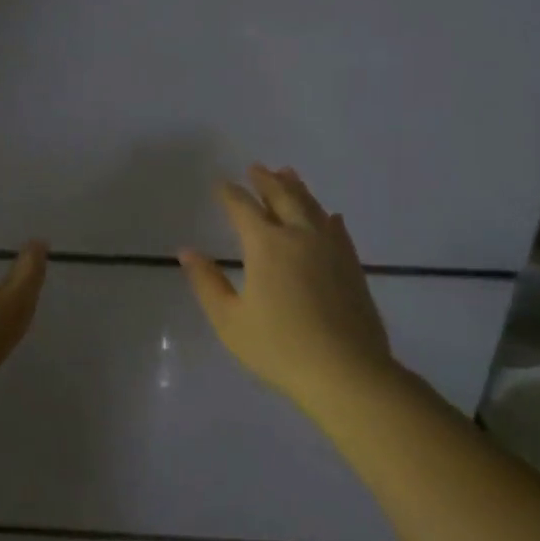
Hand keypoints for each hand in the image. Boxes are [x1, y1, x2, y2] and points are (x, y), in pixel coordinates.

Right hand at [179, 165, 395, 409]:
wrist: (347, 373)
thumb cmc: (279, 347)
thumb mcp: (229, 320)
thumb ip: (207, 282)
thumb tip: (186, 252)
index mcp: (266, 246)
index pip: (244, 209)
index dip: (230, 194)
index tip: (221, 183)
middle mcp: (300, 237)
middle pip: (282, 198)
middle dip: (266, 182)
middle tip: (256, 168)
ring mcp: (331, 249)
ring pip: (312, 208)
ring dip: (297, 189)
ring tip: (288, 174)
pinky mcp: (352, 266)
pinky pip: (337, 230)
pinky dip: (326, 217)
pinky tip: (329, 216)